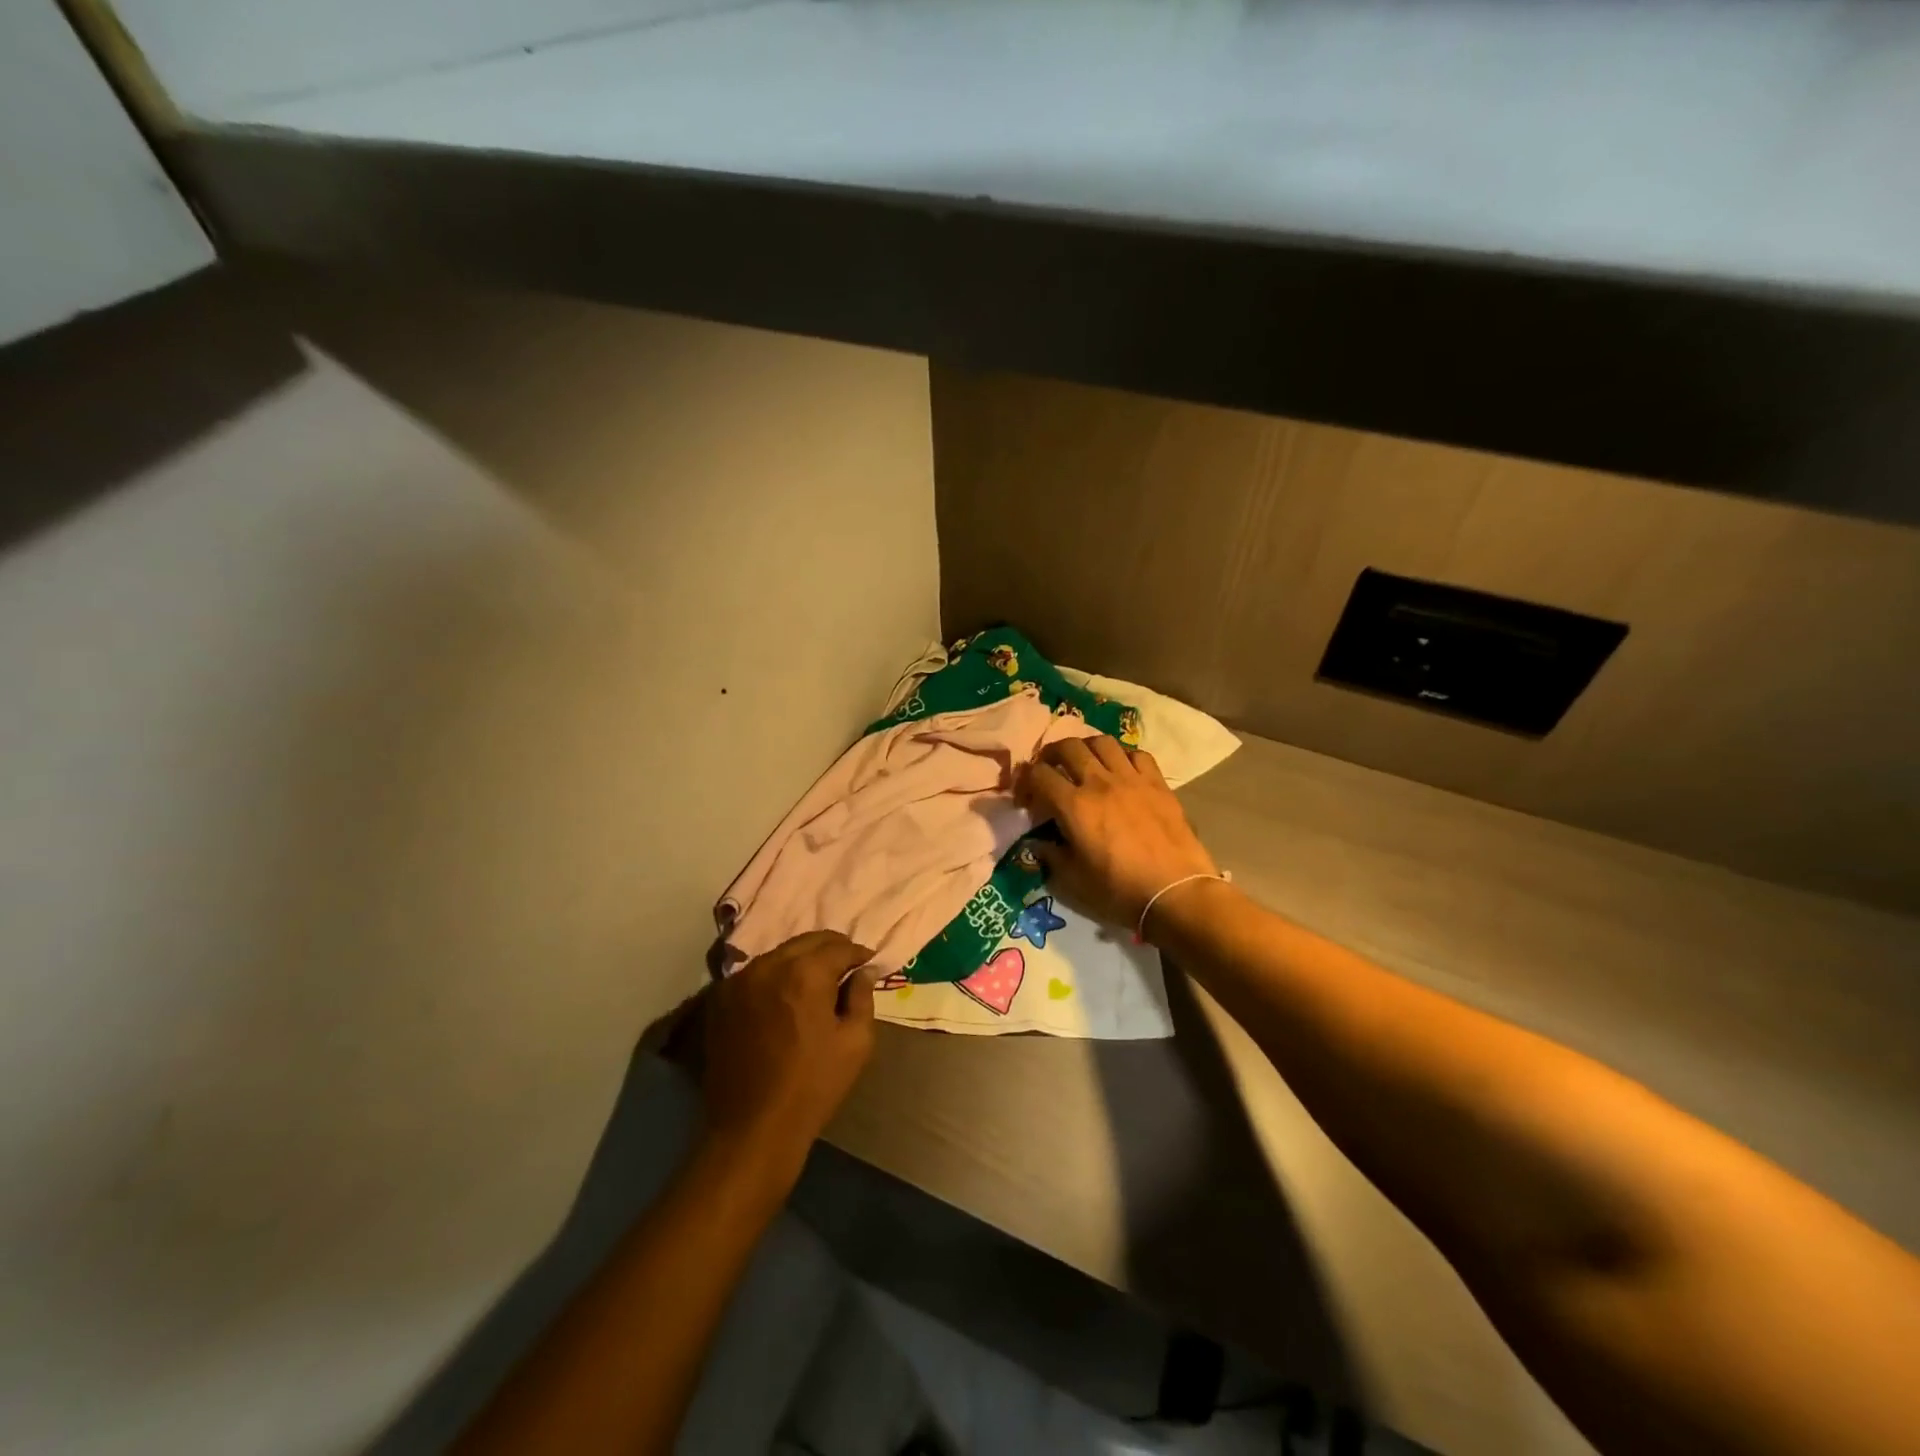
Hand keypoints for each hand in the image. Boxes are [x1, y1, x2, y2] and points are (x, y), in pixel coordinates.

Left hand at [701, 931, 877, 1184]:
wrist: (752, 1128)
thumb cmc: (813, 1086)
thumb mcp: (856, 1042)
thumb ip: (862, 997)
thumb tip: (863, 971)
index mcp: (805, 972)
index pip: (839, 946)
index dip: (859, 954)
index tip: (869, 964)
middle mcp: (768, 965)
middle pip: (807, 941)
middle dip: (831, 949)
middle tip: (846, 967)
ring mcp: (739, 980)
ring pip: (780, 954)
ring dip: (801, 961)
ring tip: (815, 983)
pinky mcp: (720, 999)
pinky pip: (756, 974)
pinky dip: (775, 976)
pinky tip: (784, 997)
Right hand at [1017, 736, 1219, 932]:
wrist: (1175, 892)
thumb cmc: (1120, 890)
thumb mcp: (1074, 880)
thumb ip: (1051, 856)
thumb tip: (1037, 844)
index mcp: (1074, 806)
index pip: (1039, 774)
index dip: (1026, 781)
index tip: (1027, 797)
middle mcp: (1100, 782)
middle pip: (1068, 746)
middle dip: (1052, 754)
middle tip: (1050, 768)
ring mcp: (1131, 779)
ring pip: (1103, 742)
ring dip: (1087, 747)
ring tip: (1085, 762)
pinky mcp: (1158, 783)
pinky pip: (1137, 754)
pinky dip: (1123, 756)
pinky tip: (1122, 771)